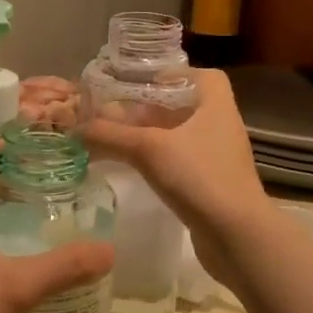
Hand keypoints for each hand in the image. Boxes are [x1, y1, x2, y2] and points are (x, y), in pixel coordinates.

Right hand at [80, 69, 272, 285]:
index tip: (143, 85)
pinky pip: (182, 164)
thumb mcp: (148, 149)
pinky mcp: (212, 187)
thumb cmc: (199, 177)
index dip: (174, 76)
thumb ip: (110, 135)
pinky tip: (135, 170)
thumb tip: (75, 128)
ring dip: (152, 137)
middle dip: (151, 109)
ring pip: (181, 138)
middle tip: (116, 115)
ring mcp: (218, 159)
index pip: (204, 76)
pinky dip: (159, 163)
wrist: (237, 236)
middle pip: (185, 108)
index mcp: (216, 106)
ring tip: (117, 141)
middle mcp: (221, 128)